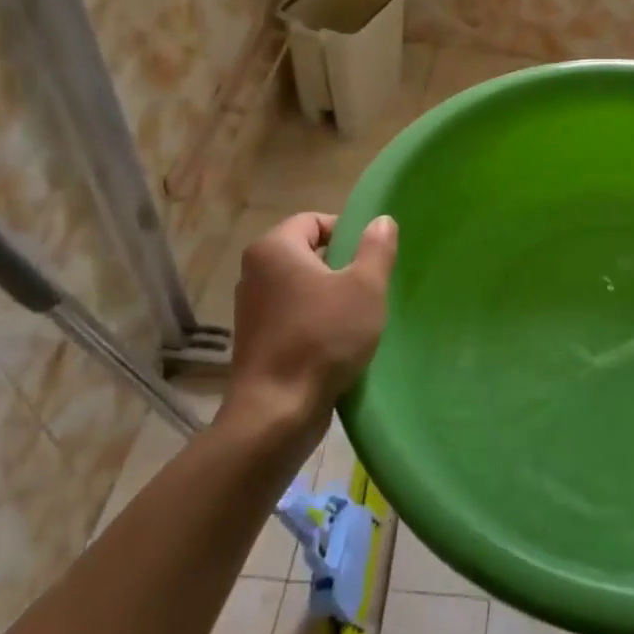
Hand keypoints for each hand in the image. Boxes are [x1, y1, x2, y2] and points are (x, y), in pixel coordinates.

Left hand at [219, 212, 397, 433]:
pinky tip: (338, 340)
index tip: (372, 257)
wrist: (277, 413)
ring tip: (357, 315)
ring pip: (301, 286)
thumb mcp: (365, 287)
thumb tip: (382, 221)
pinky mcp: (256, 340)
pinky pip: (292, 314)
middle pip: (307, 252)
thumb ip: (377, 248)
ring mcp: (251, 308)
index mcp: (274, 249)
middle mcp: (254, 272)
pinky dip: (314, 319)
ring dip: (329, 295)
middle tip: (370, 286)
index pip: (314, 220)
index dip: (346, 231)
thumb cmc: (323, 337)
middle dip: (341, 265)